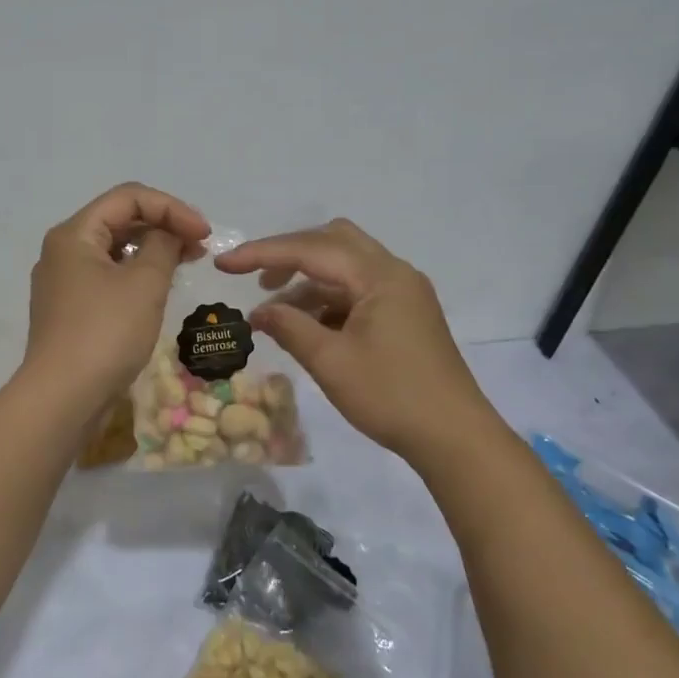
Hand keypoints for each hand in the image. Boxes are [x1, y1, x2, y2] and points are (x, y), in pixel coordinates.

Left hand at [22, 183, 210, 411]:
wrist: (63, 398)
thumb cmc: (105, 333)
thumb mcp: (144, 284)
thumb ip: (164, 247)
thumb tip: (169, 235)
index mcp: (74, 234)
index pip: (128, 197)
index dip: (172, 207)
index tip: (204, 234)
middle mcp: (63, 251)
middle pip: (119, 220)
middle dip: (163, 226)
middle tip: (200, 247)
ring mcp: (64, 282)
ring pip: (115, 250)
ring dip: (153, 251)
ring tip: (187, 264)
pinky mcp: (71, 310)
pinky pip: (108, 277)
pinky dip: (137, 275)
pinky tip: (160, 290)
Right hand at [214, 219, 494, 465]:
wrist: (455, 437)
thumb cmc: (391, 396)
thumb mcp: (330, 362)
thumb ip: (289, 328)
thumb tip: (258, 313)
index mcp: (379, 276)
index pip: (311, 249)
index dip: (262, 253)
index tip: (224, 264)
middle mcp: (394, 272)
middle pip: (333, 241)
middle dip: (290, 255)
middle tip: (258, 281)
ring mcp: (403, 293)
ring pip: (346, 266)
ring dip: (308, 281)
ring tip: (276, 314)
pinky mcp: (405, 314)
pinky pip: (358, 290)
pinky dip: (328, 299)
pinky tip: (308, 326)